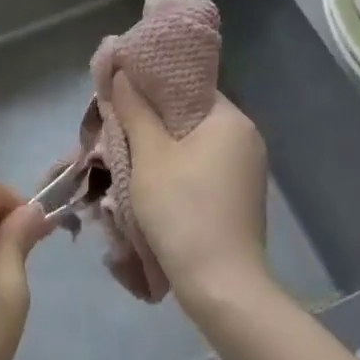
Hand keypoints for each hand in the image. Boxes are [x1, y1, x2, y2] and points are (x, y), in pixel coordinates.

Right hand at [111, 73, 272, 310]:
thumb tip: (123, 73)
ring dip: (159, 148)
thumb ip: (136, 110)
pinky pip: (199, 169)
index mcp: (231, 120)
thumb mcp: (150, 156)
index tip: (120, 91)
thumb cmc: (183, 209)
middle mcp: (245, 139)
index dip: (151, 84)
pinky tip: (147, 181)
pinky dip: (174, 170)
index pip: (187, 86)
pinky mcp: (237, 198)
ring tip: (123, 152)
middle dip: (150, 119)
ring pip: (191, 145)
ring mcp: (245, 171)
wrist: (221, 286)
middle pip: (188, 115)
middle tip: (115, 124)